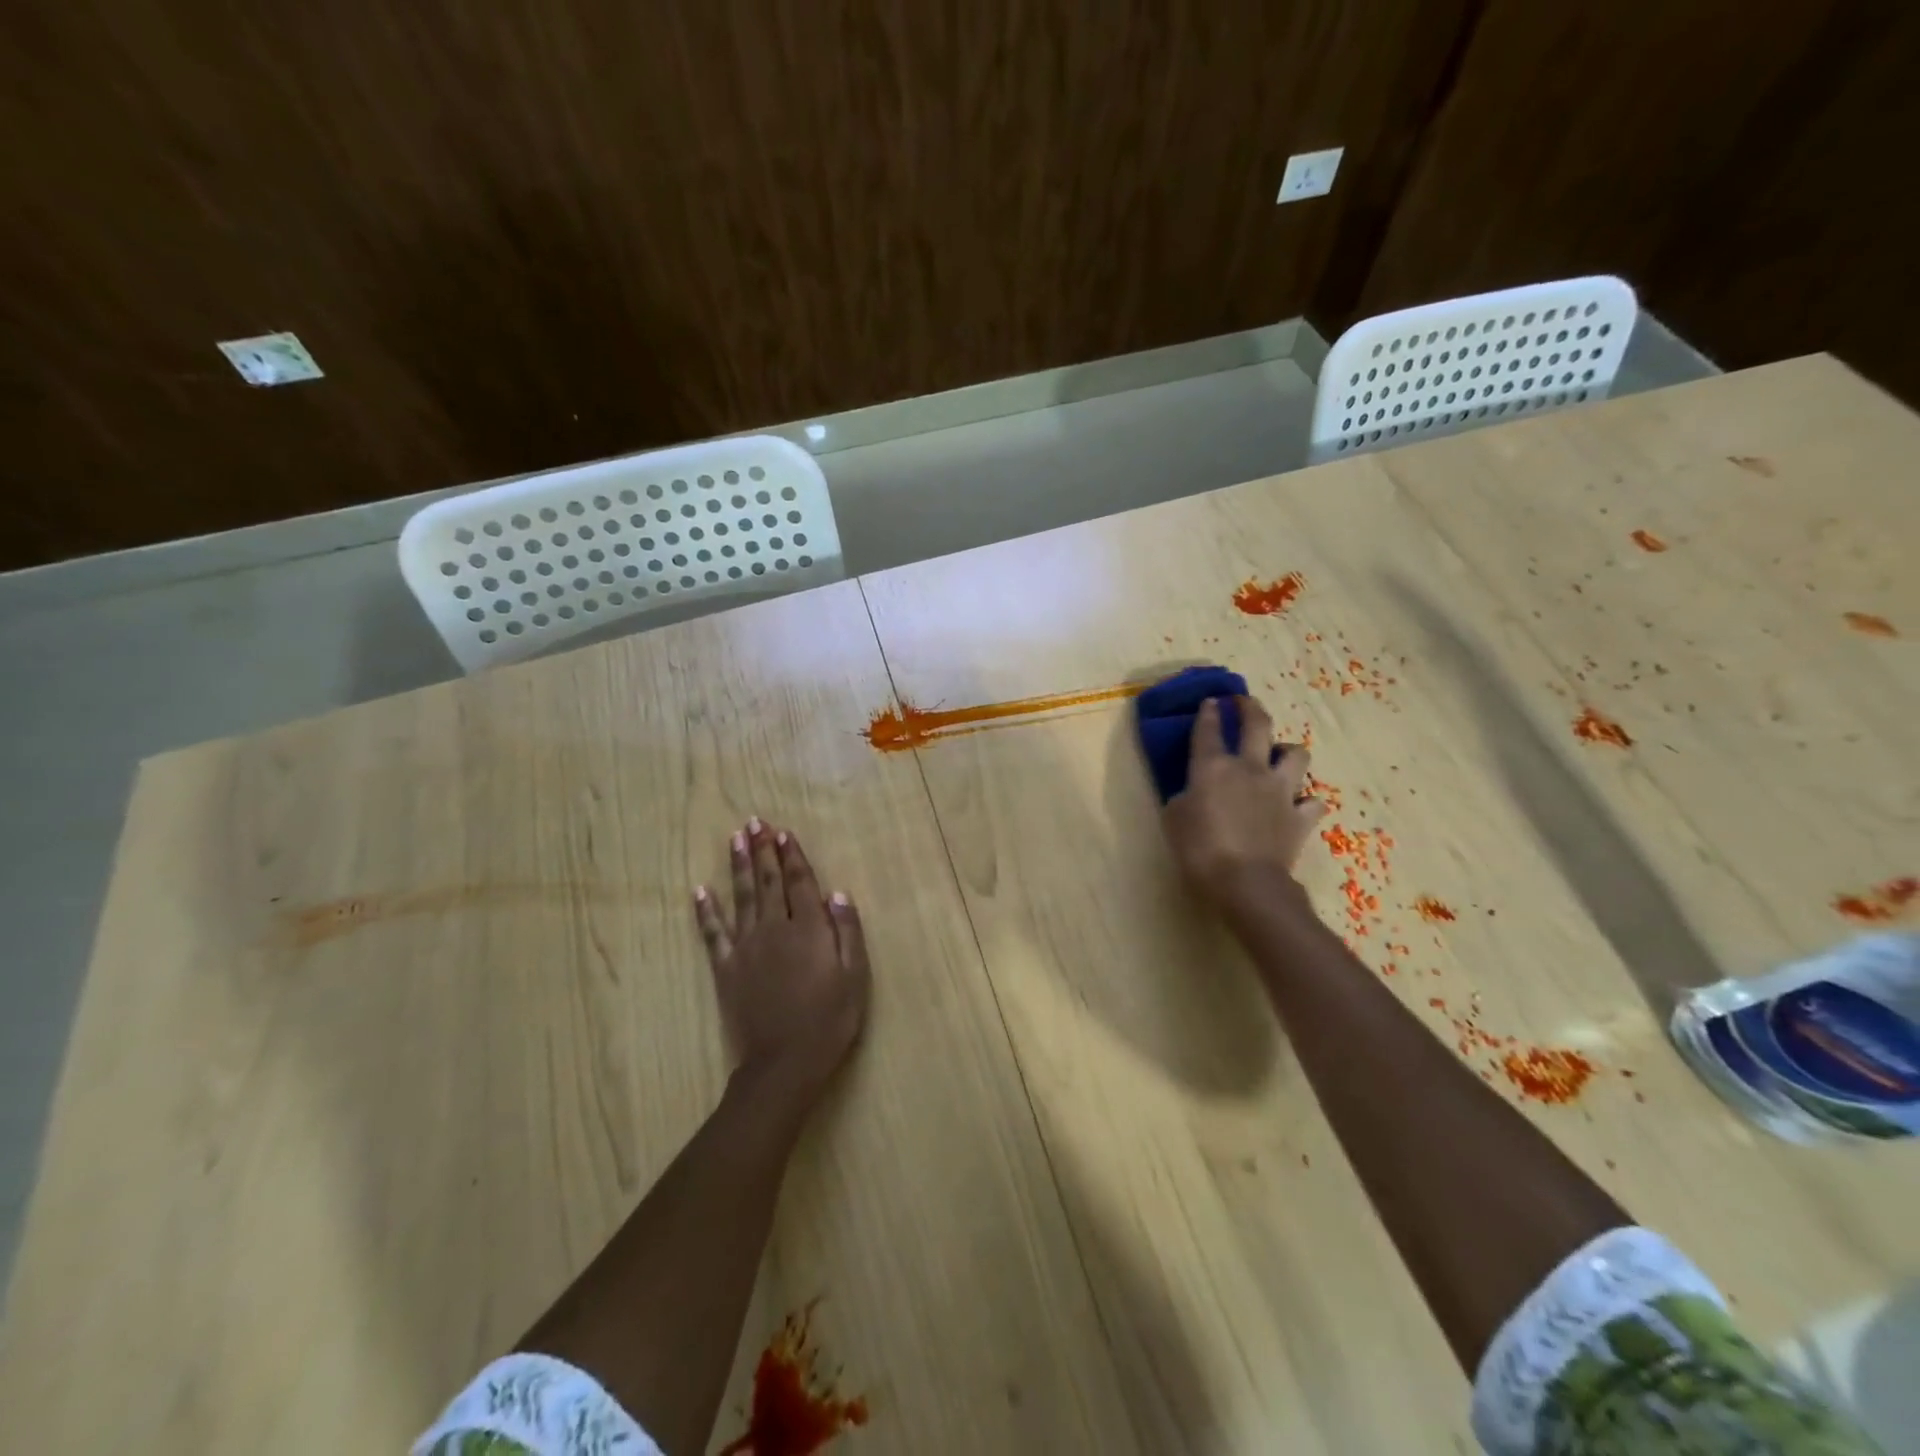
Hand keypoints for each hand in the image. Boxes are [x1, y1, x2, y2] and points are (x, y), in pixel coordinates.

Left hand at [693, 819, 870, 1101]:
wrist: (784, 1064)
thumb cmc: (829, 1021)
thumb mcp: (855, 977)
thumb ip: (847, 932)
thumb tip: (837, 892)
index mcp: (809, 929)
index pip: (800, 883)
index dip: (792, 856)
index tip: (783, 833)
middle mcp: (775, 928)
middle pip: (768, 882)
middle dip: (763, 851)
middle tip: (755, 823)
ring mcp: (746, 947)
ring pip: (741, 897)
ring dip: (738, 866)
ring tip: (735, 840)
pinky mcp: (726, 968)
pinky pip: (713, 933)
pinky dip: (706, 911)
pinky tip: (700, 891)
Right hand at [1162, 696, 1324, 914]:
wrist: (1245, 882)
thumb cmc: (1199, 849)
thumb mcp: (1174, 819)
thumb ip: (1184, 798)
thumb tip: (1193, 793)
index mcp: (1213, 767)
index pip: (1209, 729)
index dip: (1209, 712)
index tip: (1211, 701)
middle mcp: (1250, 769)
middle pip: (1257, 725)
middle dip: (1250, 707)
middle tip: (1244, 702)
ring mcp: (1280, 791)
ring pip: (1296, 755)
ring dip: (1287, 752)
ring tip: (1279, 757)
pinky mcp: (1300, 816)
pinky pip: (1312, 802)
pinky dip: (1306, 802)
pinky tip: (1297, 806)